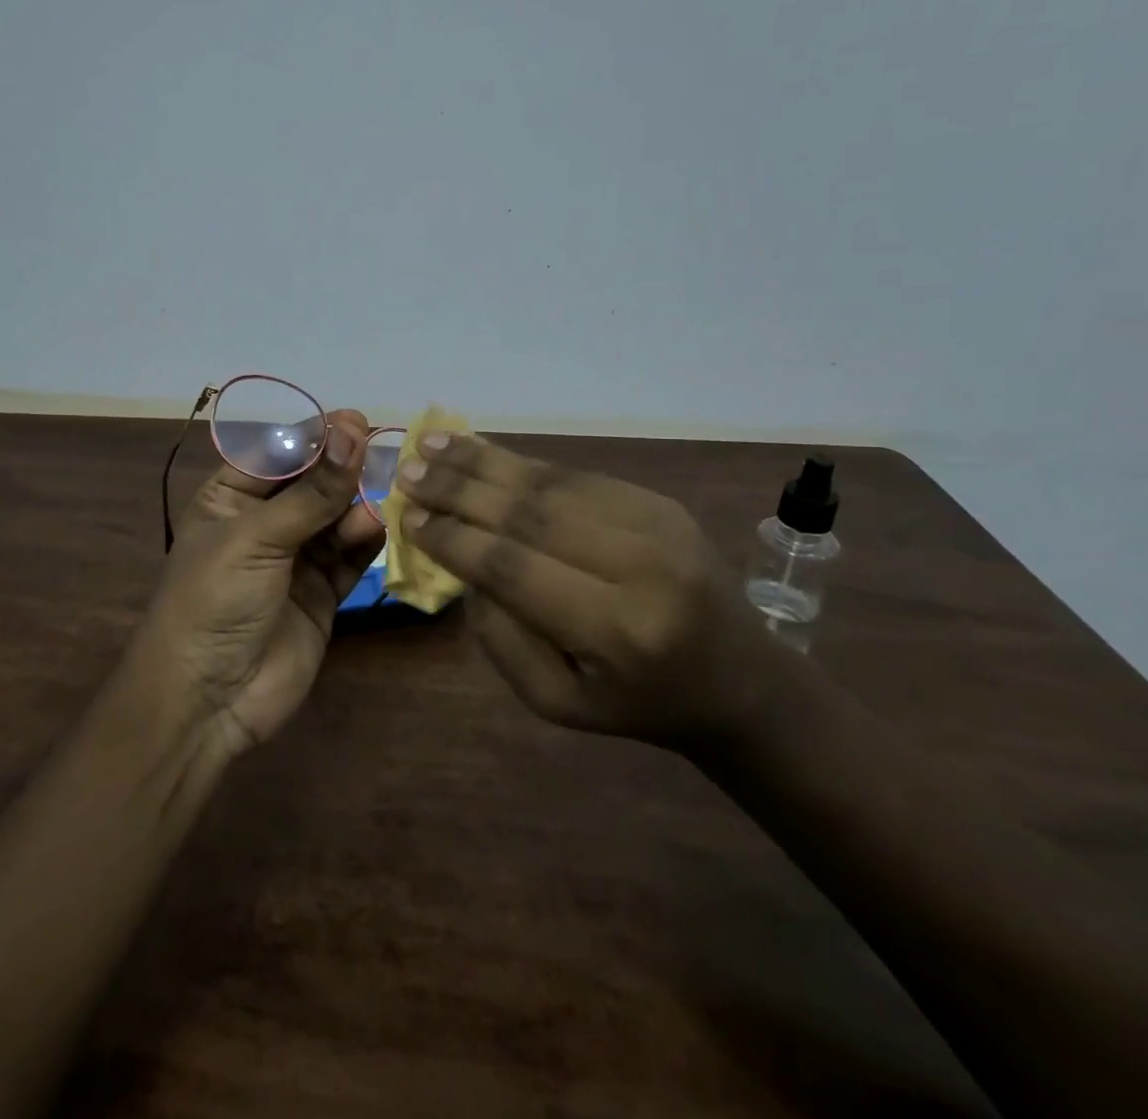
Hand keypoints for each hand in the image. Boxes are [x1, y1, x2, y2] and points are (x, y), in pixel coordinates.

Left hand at [130, 410, 385, 755]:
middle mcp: (264, 523)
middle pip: (312, 482)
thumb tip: (352, 429)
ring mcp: (295, 559)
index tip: (353, 420)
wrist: (206, 700)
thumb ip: (311, 491)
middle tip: (379, 451)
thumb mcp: (256, 538)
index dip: (313, 436)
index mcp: (229, 498)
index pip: (277, 453)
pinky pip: (350, 556)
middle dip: (341, 468)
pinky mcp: (322, 593)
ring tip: (373, 504)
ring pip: (336, 517)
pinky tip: (377, 528)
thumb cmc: (213, 600)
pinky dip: (365, 540)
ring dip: (355, 505)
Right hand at [395, 433, 775, 750]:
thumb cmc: (638, 703)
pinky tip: (478, 450)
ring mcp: (657, 523)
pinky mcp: (659, 501)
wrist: (740, 679)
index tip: (410, 517)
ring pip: (550, 482)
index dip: (456, 539)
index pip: (515, 568)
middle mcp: (642, 566)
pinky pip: (574, 475)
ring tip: (429, 443)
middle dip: (459, 489)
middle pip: (529, 514)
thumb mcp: (558, 702)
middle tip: (407, 471)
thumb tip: (463, 561)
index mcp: (619, 630)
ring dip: (482, 461)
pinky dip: (519, 463)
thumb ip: (502, 638)